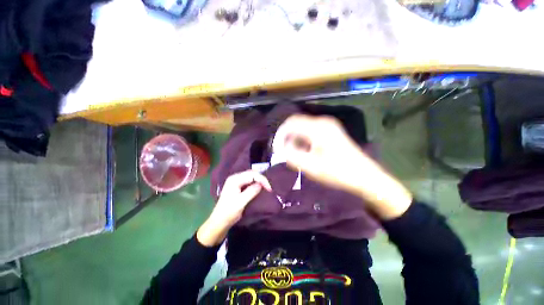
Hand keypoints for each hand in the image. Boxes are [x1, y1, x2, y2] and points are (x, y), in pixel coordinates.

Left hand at [197, 170, 270, 246]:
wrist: (219, 222)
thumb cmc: (228, 212)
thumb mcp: (241, 202)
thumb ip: (251, 191)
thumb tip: (261, 184)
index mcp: (234, 180)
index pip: (252, 175)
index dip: (262, 180)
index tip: (269, 189)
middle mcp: (235, 178)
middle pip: (251, 173)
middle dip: (261, 179)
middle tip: (268, 187)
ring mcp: (236, 182)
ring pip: (251, 177)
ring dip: (259, 181)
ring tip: (266, 187)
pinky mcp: (237, 187)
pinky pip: (249, 181)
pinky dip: (255, 183)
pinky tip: (259, 188)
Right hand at [273, 114, 412, 219]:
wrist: (365, 177)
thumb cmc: (339, 172)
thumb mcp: (311, 167)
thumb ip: (292, 157)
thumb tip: (280, 150)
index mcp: (318, 128)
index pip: (291, 123)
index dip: (280, 135)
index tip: (276, 149)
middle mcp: (323, 122)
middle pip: (296, 124)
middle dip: (287, 138)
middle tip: (283, 153)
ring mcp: (328, 126)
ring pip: (303, 129)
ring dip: (295, 140)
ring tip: (293, 155)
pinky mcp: (331, 132)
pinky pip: (310, 133)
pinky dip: (303, 141)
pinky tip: (304, 153)